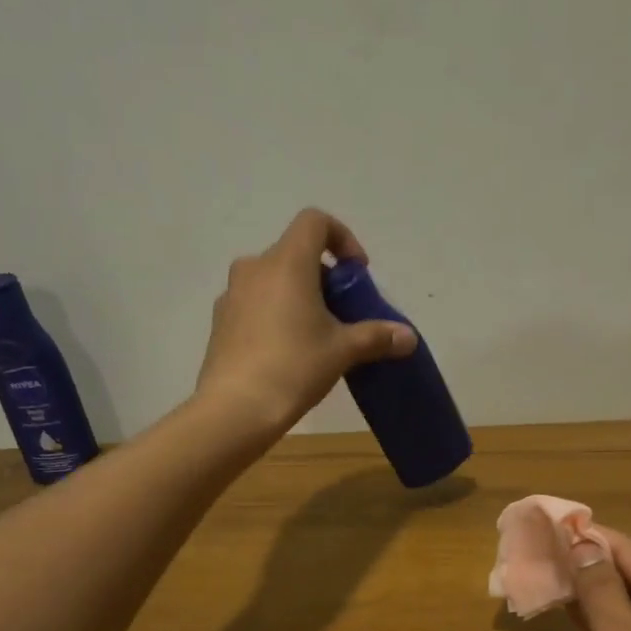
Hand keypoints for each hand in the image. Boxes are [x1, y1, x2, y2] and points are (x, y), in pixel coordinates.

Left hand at [196, 208, 417, 433]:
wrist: (236, 408)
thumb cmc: (294, 366)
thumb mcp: (343, 351)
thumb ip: (377, 337)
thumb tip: (409, 337)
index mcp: (286, 262)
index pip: (315, 222)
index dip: (342, 238)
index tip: (357, 273)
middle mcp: (254, 268)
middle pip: (295, 254)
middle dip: (324, 278)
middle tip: (342, 314)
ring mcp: (232, 294)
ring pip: (273, 281)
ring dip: (298, 297)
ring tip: (316, 336)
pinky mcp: (221, 322)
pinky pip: (255, 305)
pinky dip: (275, 315)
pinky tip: (287, 353)